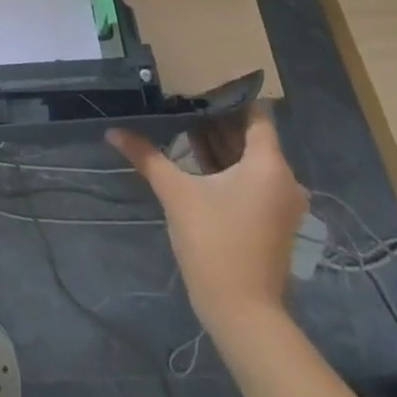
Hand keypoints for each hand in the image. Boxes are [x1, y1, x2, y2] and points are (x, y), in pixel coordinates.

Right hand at [108, 107, 307, 327]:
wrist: (243, 312)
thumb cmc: (214, 242)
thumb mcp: (176, 194)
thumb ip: (147, 156)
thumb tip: (113, 131)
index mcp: (269, 165)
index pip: (255, 115)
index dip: (227, 97)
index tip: (197, 84)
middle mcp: (283, 179)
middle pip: (250, 137)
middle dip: (216, 120)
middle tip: (180, 100)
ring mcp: (279, 202)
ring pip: (249, 159)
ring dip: (219, 144)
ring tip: (180, 124)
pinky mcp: (270, 220)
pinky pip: (250, 179)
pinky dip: (225, 167)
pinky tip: (192, 158)